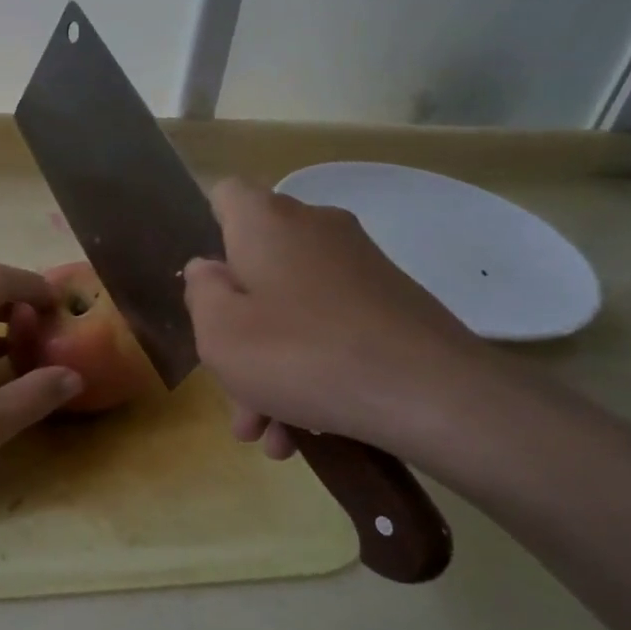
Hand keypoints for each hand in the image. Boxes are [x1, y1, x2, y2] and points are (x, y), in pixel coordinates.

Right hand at [183, 180, 492, 458]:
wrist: (429, 393)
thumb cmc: (300, 353)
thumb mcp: (220, 332)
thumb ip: (201, 293)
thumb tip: (208, 269)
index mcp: (267, 222)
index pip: (226, 195)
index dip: (207, 232)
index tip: (205, 286)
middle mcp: (315, 229)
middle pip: (257, 268)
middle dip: (238, 332)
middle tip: (234, 394)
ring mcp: (359, 265)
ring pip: (293, 308)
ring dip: (272, 368)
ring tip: (270, 434)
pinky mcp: (391, 302)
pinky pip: (331, 327)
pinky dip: (312, 369)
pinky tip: (309, 430)